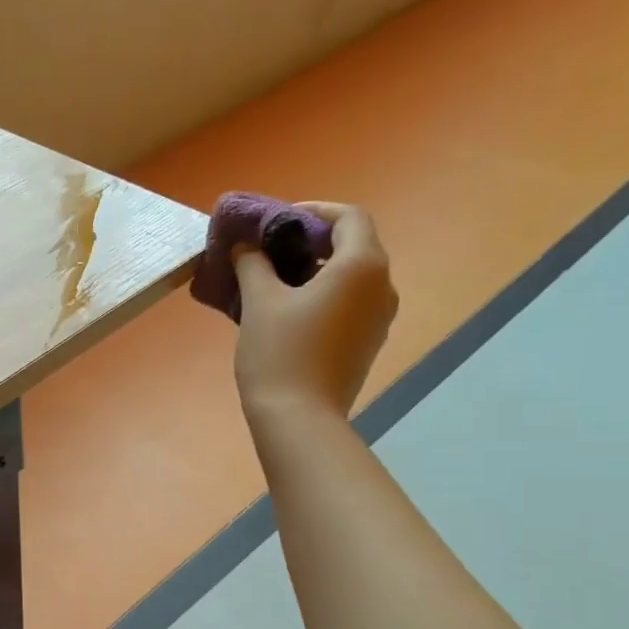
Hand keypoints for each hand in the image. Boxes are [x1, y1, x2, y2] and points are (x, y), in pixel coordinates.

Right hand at [231, 201, 397, 420]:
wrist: (299, 417)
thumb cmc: (280, 352)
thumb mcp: (259, 302)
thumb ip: (253, 264)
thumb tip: (246, 246)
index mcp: (361, 265)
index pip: (348, 217)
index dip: (313, 211)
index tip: (277, 222)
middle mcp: (382, 285)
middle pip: (353, 245)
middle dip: (312, 241)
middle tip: (270, 250)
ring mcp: (379, 316)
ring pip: (352, 275)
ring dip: (317, 269)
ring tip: (274, 281)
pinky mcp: (369, 341)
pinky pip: (350, 302)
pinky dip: (324, 294)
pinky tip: (289, 311)